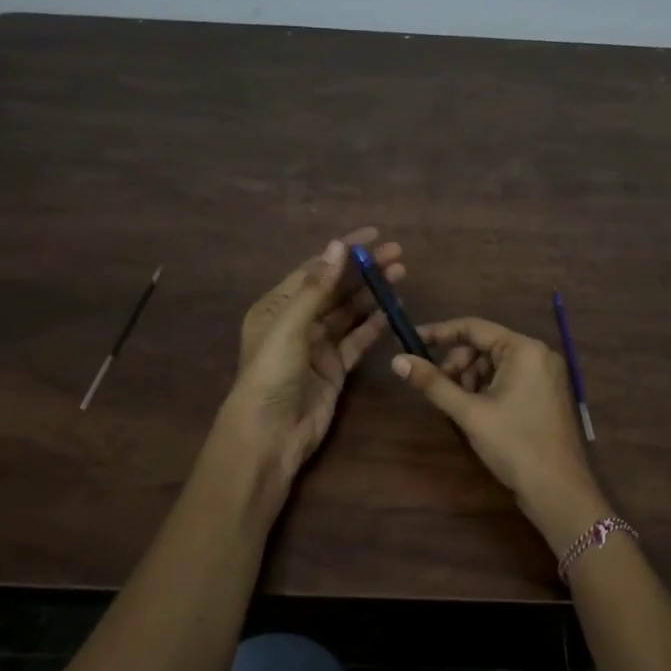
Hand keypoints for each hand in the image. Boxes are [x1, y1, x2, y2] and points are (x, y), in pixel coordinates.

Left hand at [216, 227, 403, 479]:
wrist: (270, 435)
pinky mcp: (335, 368)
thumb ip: (316, 288)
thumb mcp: (290, 326)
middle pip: (336, 289)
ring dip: (373, 294)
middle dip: (364, 271)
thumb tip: (338, 245)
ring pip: (349, 313)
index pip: (314, 269)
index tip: (373, 235)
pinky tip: (393, 310)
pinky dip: (374, 325)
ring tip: (401, 275)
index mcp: (277, 307)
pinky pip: (358, 340)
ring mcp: (317, 346)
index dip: (343, 251)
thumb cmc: (271, 375)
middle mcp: (297, 322)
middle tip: (398, 254)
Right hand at [392, 317, 608, 550]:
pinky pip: (509, 379)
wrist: (558, 490)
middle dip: (457, 364)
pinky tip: (477, 413)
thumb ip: (433, 383)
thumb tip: (397, 361)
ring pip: (495, 364)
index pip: (473, 327)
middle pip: (484, 346)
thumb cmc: (514, 444)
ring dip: (471, 379)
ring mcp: (546, 375)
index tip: (411, 341)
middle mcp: (538, 354)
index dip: (439, 333)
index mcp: (523, 349)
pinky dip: (488, 389)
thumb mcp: (469, 412)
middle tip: (440, 390)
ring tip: (460, 408)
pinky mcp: (546, 395)